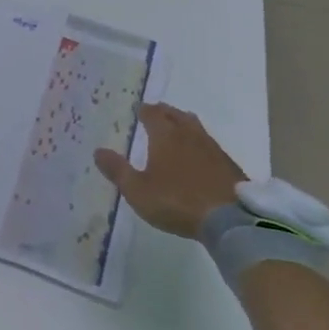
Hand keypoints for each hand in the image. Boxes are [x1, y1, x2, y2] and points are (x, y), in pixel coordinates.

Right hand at [94, 101, 243, 237]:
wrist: (230, 220)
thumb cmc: (176, 201)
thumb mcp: (138, 191)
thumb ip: (117, 170)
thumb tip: (98, 151)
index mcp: (165, 136)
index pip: (152, 114)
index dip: (143, 110)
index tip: (138, 109)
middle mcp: (188, 135)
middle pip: (175, 114)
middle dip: (164, 112)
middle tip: (156, 112)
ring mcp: (212, 148)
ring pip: (194, 126)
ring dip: (183, 122)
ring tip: (177, 127)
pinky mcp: (228, 164)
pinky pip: (208, 143)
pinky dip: (198, 141)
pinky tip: (198, 153)